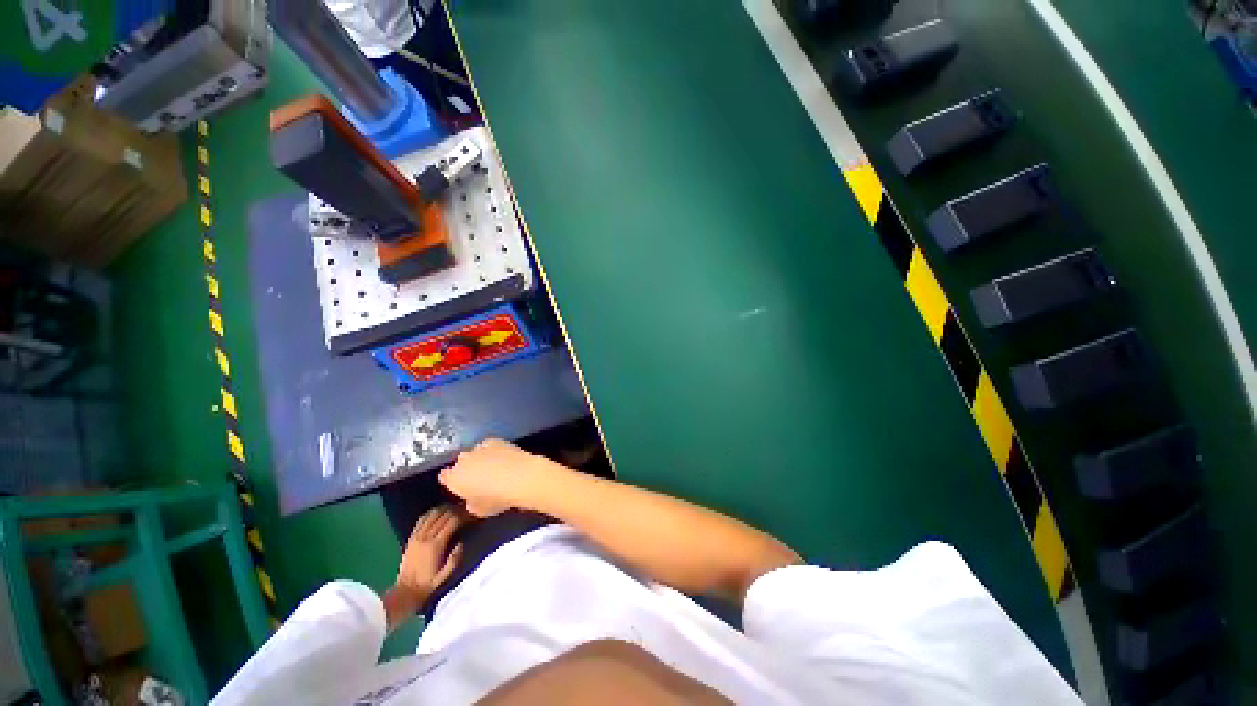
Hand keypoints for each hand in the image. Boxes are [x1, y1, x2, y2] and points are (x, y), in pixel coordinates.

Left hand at [395, 505, 465, 608]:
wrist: (406, 591)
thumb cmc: (428, 584)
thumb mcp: (445, 575)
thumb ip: (455, 559)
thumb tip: (461, 543)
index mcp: (436, 546)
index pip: (452, 521)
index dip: (463, 515)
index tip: (471, 515)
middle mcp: (426, 537)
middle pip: (443, 515)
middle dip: (456, 510)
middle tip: (465, 510)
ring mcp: (417, 536)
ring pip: (432, 514)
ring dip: (444, 509)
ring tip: (453, 509)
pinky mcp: (411, 538)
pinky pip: (421, 520)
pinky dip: (431, 513)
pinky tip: (438, 512)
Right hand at [440, 438, 553, 517]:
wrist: (520, 477)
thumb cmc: (497, 498)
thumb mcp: (479, 510)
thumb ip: (470, 503)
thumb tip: (472, 500)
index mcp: (454, 478)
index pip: (445, 477)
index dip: (453, 481)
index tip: (461, 485)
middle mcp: (463, 460)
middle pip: (461, 463)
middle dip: (468, 469)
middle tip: (481, 479)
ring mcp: (479, 448)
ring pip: (475, 453)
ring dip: (481, 458)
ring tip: (495, 468)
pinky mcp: (495, 440)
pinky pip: (489, 446)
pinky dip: (494, 451)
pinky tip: (503, 458)